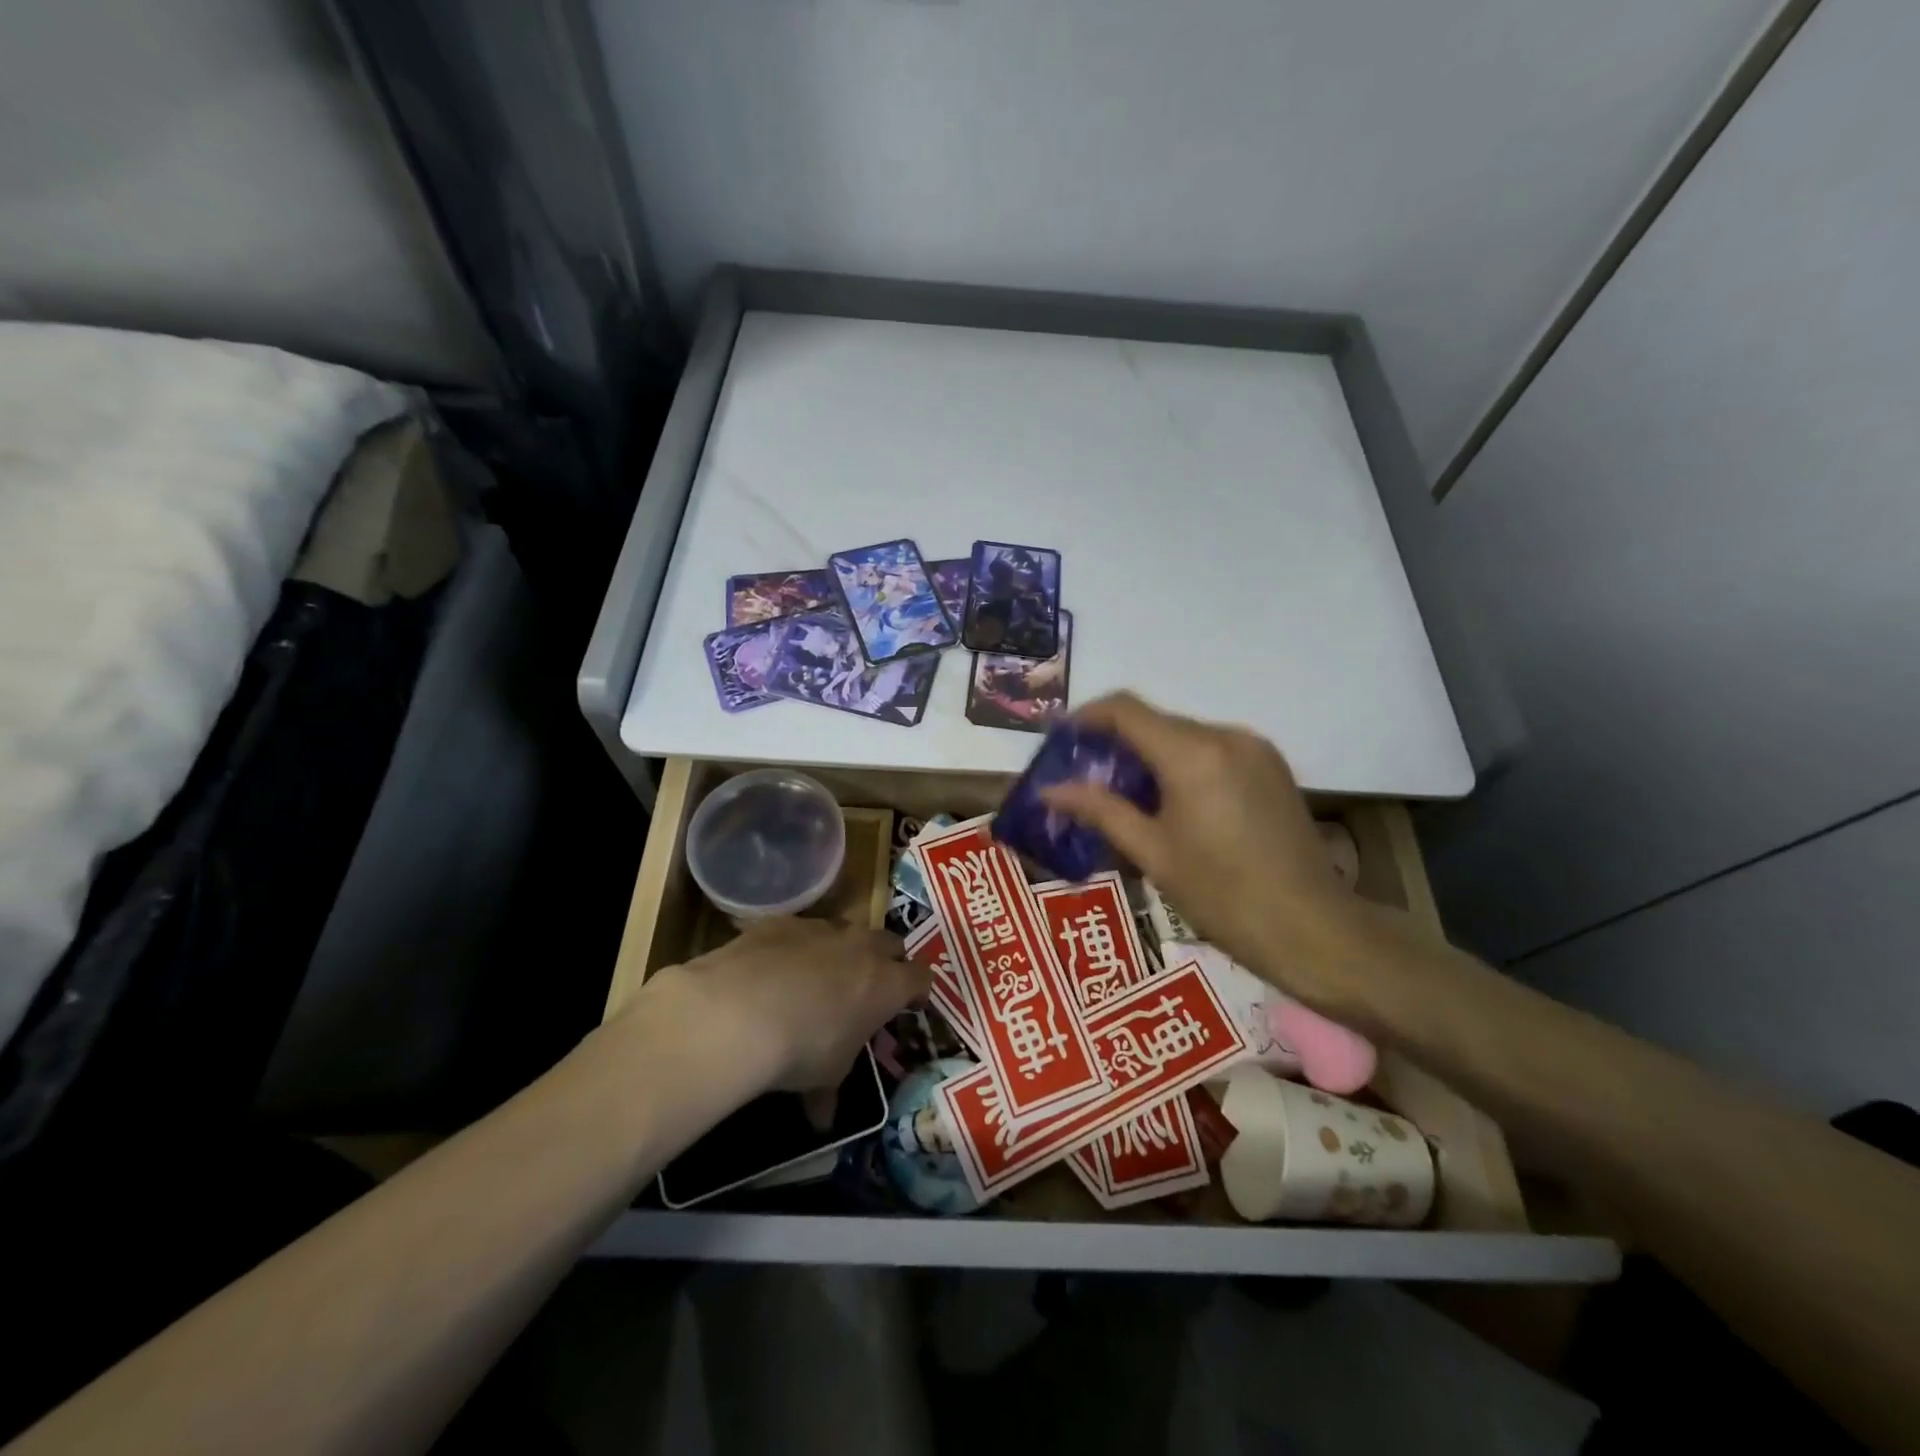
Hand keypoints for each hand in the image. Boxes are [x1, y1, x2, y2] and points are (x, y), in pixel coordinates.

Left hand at [645, 918, 927, 1092]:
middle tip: (870, 986)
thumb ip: (830, 1090)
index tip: (910, 1006)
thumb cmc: (802, 1049)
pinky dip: (795, 947)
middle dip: (885, 961)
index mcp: (886, 984)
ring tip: (819, 978)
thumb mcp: (824, 1076)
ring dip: (840, 951)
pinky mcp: (781, 922)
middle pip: (889, 943)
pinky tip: (773, 971)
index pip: (920, 978)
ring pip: (844, 931)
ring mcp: (820, 928)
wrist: (739, 1011)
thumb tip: (822, 1118)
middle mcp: (861, 947)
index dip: (917, 991)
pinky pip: (799, 931)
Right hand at [1041, 693, 1359, 997]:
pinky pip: (1213, 750)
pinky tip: (1172, 802)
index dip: (1087, 717)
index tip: (1060, 739)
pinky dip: (1182, 764)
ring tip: (1126, 796)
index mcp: (1192, 754)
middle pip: (1156, 722)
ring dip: (1150, 755)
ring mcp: (1254, 749)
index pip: (1126, 710)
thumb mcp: (1152, 853)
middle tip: (1086, 778)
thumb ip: (1100, 810)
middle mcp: (1225, 736)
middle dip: (1116, 743)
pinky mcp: (1271, 766)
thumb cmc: (1221, 895)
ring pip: (1185, 736)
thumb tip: (1050, 790)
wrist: (1311, 928)